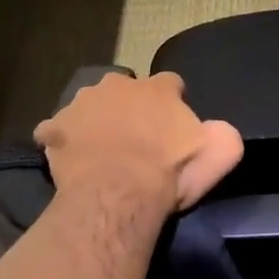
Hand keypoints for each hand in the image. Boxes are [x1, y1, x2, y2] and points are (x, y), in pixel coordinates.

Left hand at [35, 72, 243, 214]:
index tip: (171, 129)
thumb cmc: (170, 172)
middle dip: (128, 108)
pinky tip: (66, 158)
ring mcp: (82, 103)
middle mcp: (118, 85)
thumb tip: (216, 129)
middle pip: (125, 89)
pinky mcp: (55, 128)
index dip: (171, 104)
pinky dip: (60, 140)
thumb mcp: (219, 154)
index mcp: (158, 89)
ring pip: (89, 105)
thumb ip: (223, 135)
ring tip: (98, 151)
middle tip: (133, 139)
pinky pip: (55, 130)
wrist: (118, 194)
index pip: (170, 84)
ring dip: (94, 120)